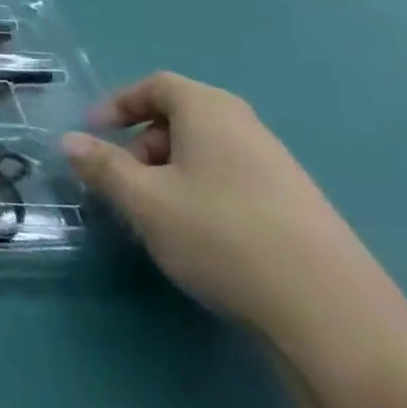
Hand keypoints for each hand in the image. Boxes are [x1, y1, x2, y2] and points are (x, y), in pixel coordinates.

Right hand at [62, 73, 387, 341]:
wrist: (338, 321)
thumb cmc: (223, 237)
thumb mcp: (144, 200)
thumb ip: (102, 165)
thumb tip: (68, 140)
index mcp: (211, 111)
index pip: (156, 85)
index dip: (119, 104)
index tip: (94, 133)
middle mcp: (248, 129)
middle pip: (183, 117)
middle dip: (144, 143)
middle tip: (126, 180)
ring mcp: (282, 171)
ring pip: (209, 154)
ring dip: (173, 173)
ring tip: (159, 215)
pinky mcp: (303, 212)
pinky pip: (237, 183)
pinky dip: (207, 196)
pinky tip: (205, 240)